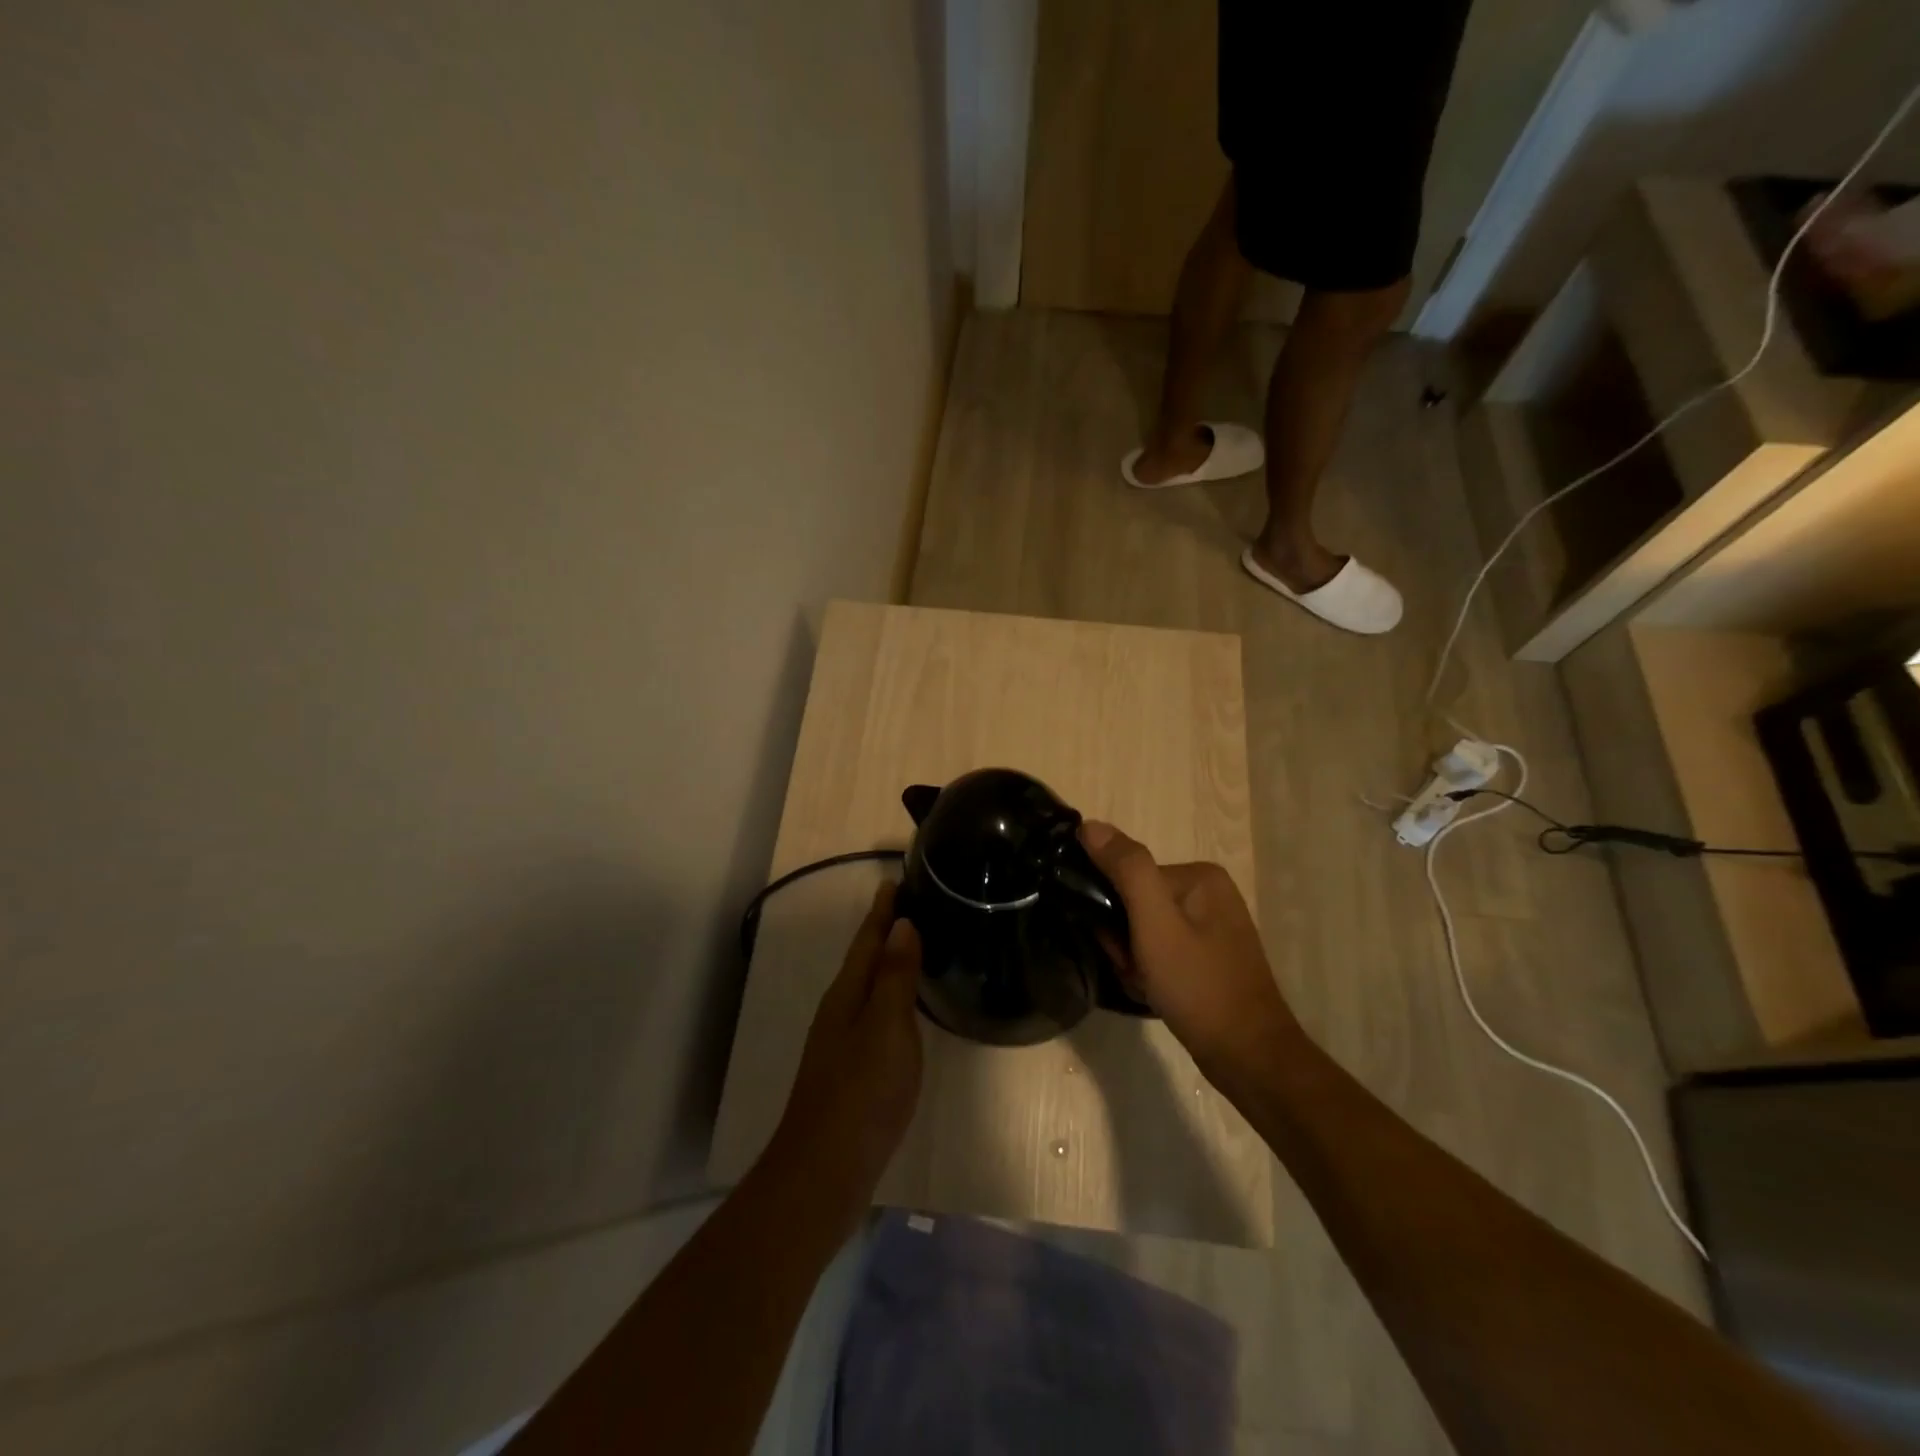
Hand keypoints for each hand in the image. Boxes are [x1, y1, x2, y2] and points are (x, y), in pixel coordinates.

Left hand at [768, 881, 923, 1224]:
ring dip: (888, 963)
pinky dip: (891, 998)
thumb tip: (903, 924)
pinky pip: (875, 1015)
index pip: (868, 939)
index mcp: (848, 994)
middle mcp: (840, 1010)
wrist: (826, 1169)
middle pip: (865, 959)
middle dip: (885, 931)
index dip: (882, 910)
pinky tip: (906, 1008)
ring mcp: (842, 1042)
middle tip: (914, 905)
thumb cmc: (862, 1092)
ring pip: (869, 988)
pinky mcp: (852, 1069)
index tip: (894, 879)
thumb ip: (895, 977)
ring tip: (915, 946)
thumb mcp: (887, 1027)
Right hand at [1080, 821, 1299, 1077]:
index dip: (1113, 913)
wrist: (1248, 1057)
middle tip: (1134, 970)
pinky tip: (1156, 993)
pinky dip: (1150, 972)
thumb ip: (1126, 869)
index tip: (1118, 947)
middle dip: (1124, 940)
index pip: (1129, 878)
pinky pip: (1161, 951)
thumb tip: (1090, 824)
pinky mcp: (1209, 957)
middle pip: (1136, 903)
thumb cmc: (1198, 986)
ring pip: (1144, 931)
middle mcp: (1208, 893)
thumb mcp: (1155, 923)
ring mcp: (1212, 927)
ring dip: (1134, 960)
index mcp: (1199, 876)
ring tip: (1146, 986)